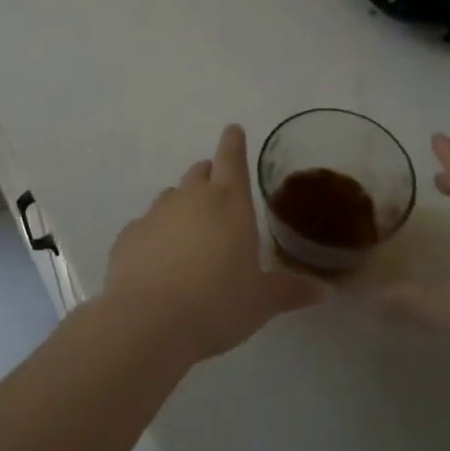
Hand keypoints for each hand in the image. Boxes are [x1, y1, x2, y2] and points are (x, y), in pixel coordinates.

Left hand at [102, 125, 325, 365]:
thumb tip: (321, 291)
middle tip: (218, 188)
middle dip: (210, 174)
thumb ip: (289, 291)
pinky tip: (159, 259)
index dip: (233, 142)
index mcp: (229, 203)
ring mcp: (155, 214)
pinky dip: (156, 234)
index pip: (232, 159)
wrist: (148, 321)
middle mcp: (191, 198)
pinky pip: (146, 226)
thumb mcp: (261, 302)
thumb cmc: (217, 304)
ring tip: (190, 232)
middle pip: (200, 172)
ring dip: (182, 205)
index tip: (233, 129)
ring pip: (171, 196)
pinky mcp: (128, 236)